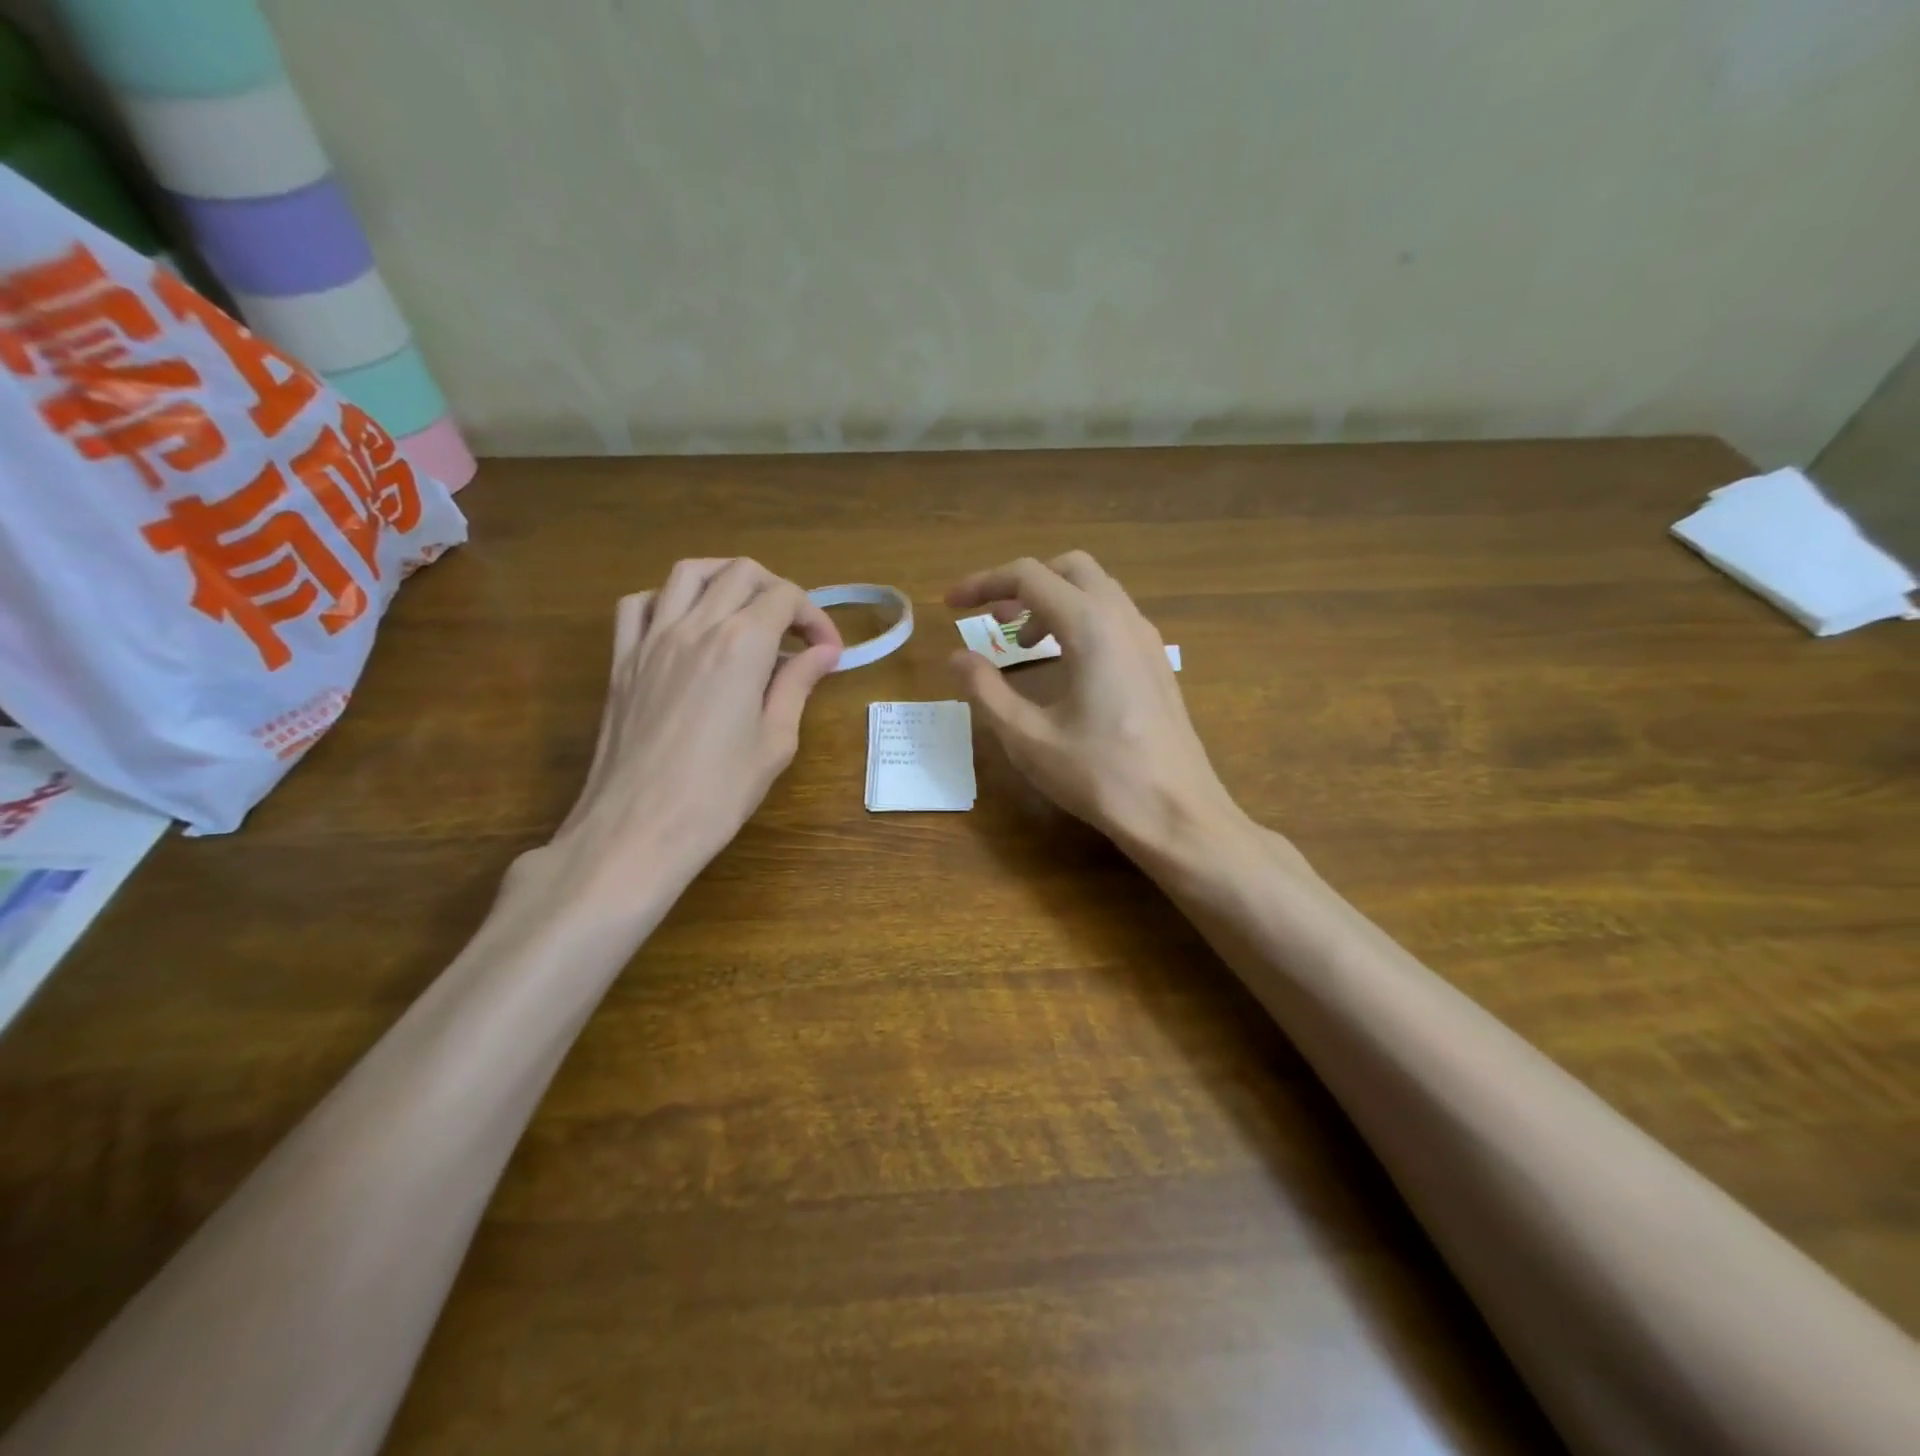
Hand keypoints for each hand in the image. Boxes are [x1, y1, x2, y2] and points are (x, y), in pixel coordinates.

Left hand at [528, 558, 841, 912]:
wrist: (637, 829)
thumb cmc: (718, 793)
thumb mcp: (775, 741)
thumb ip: (797, 685)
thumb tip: (824, 652)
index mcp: (741, 645)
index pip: (785, 597)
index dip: (816, 616)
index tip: (828, 650)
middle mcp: (694, 626)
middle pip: (740, 572)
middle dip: (776, 590)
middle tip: (793, 630)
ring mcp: (650, 639)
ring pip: (687, 573)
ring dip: (723, 579)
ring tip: (743, 610)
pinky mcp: (620, 660)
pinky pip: (638, 604)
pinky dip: (667, 599)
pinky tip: (684, 626)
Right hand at [946, 551, 1243, 856]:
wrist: (1177, 812)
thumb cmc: (1099, 775)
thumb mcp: (1028, 737)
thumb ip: (986, 690)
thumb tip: (958, 657)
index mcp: (1090, 626)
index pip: (1028, 576)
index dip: (983, 583)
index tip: (951, 605)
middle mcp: (1123, 618)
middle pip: (1068, 568)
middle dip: (1023, 584)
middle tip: (993, 620)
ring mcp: (1146, 639)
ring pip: (1095, 590)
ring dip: (1053, 602)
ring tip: (1023, 644)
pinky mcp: (1156, 662)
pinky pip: (1113, 617)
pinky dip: (1079, 620)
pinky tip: (1064, 664)